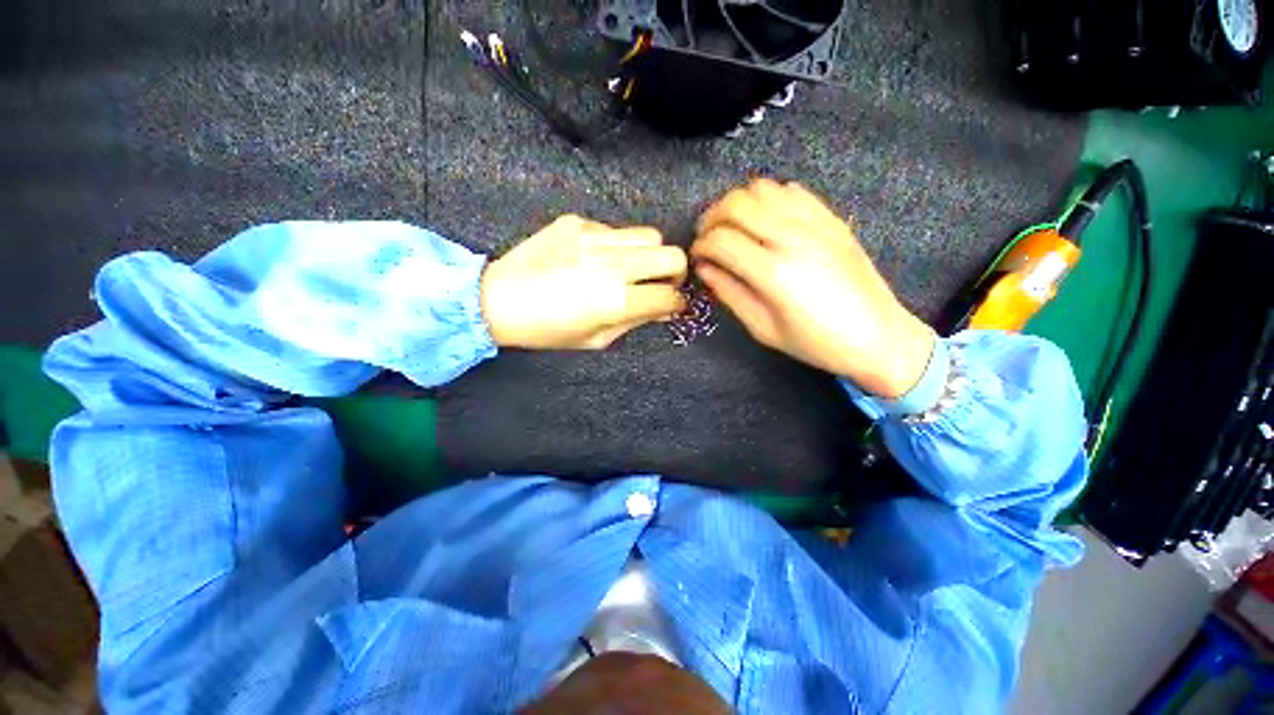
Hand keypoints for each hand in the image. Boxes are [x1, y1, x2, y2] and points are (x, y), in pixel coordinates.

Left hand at [481, 215, 687, 349]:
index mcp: (615, 301)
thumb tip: (664, 309)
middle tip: (661, 282)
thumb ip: (636, 321)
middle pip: (671, 255)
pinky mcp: (576, 222)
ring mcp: (593, 238)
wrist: (497, 299)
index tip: (672, 304)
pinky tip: (595, 258)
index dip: (676, 302)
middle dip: (675, 272)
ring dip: (649, 254)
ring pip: (649, 235)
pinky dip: (616, 245)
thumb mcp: (596, 339)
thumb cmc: (548, 330)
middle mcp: (610, 265)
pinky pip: (615, 229)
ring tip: (632, 267)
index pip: (668, 295)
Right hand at [692, 179, 934, 398]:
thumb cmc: (815, 343)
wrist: (878, 336)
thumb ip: (730, 293)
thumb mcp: (763, 328)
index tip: (697, 257)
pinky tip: (764, 219)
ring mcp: (816, 224)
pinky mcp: (832, 219)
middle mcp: (792, 239)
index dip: (700, 245)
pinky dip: (768, 198)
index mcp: (773, 273)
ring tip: (732, 226)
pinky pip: (792, 191)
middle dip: (711, 218)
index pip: (721, 240)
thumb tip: (704, 269)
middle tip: (707, 237)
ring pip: (762, 189)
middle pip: (737, 205)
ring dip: (738, 204)